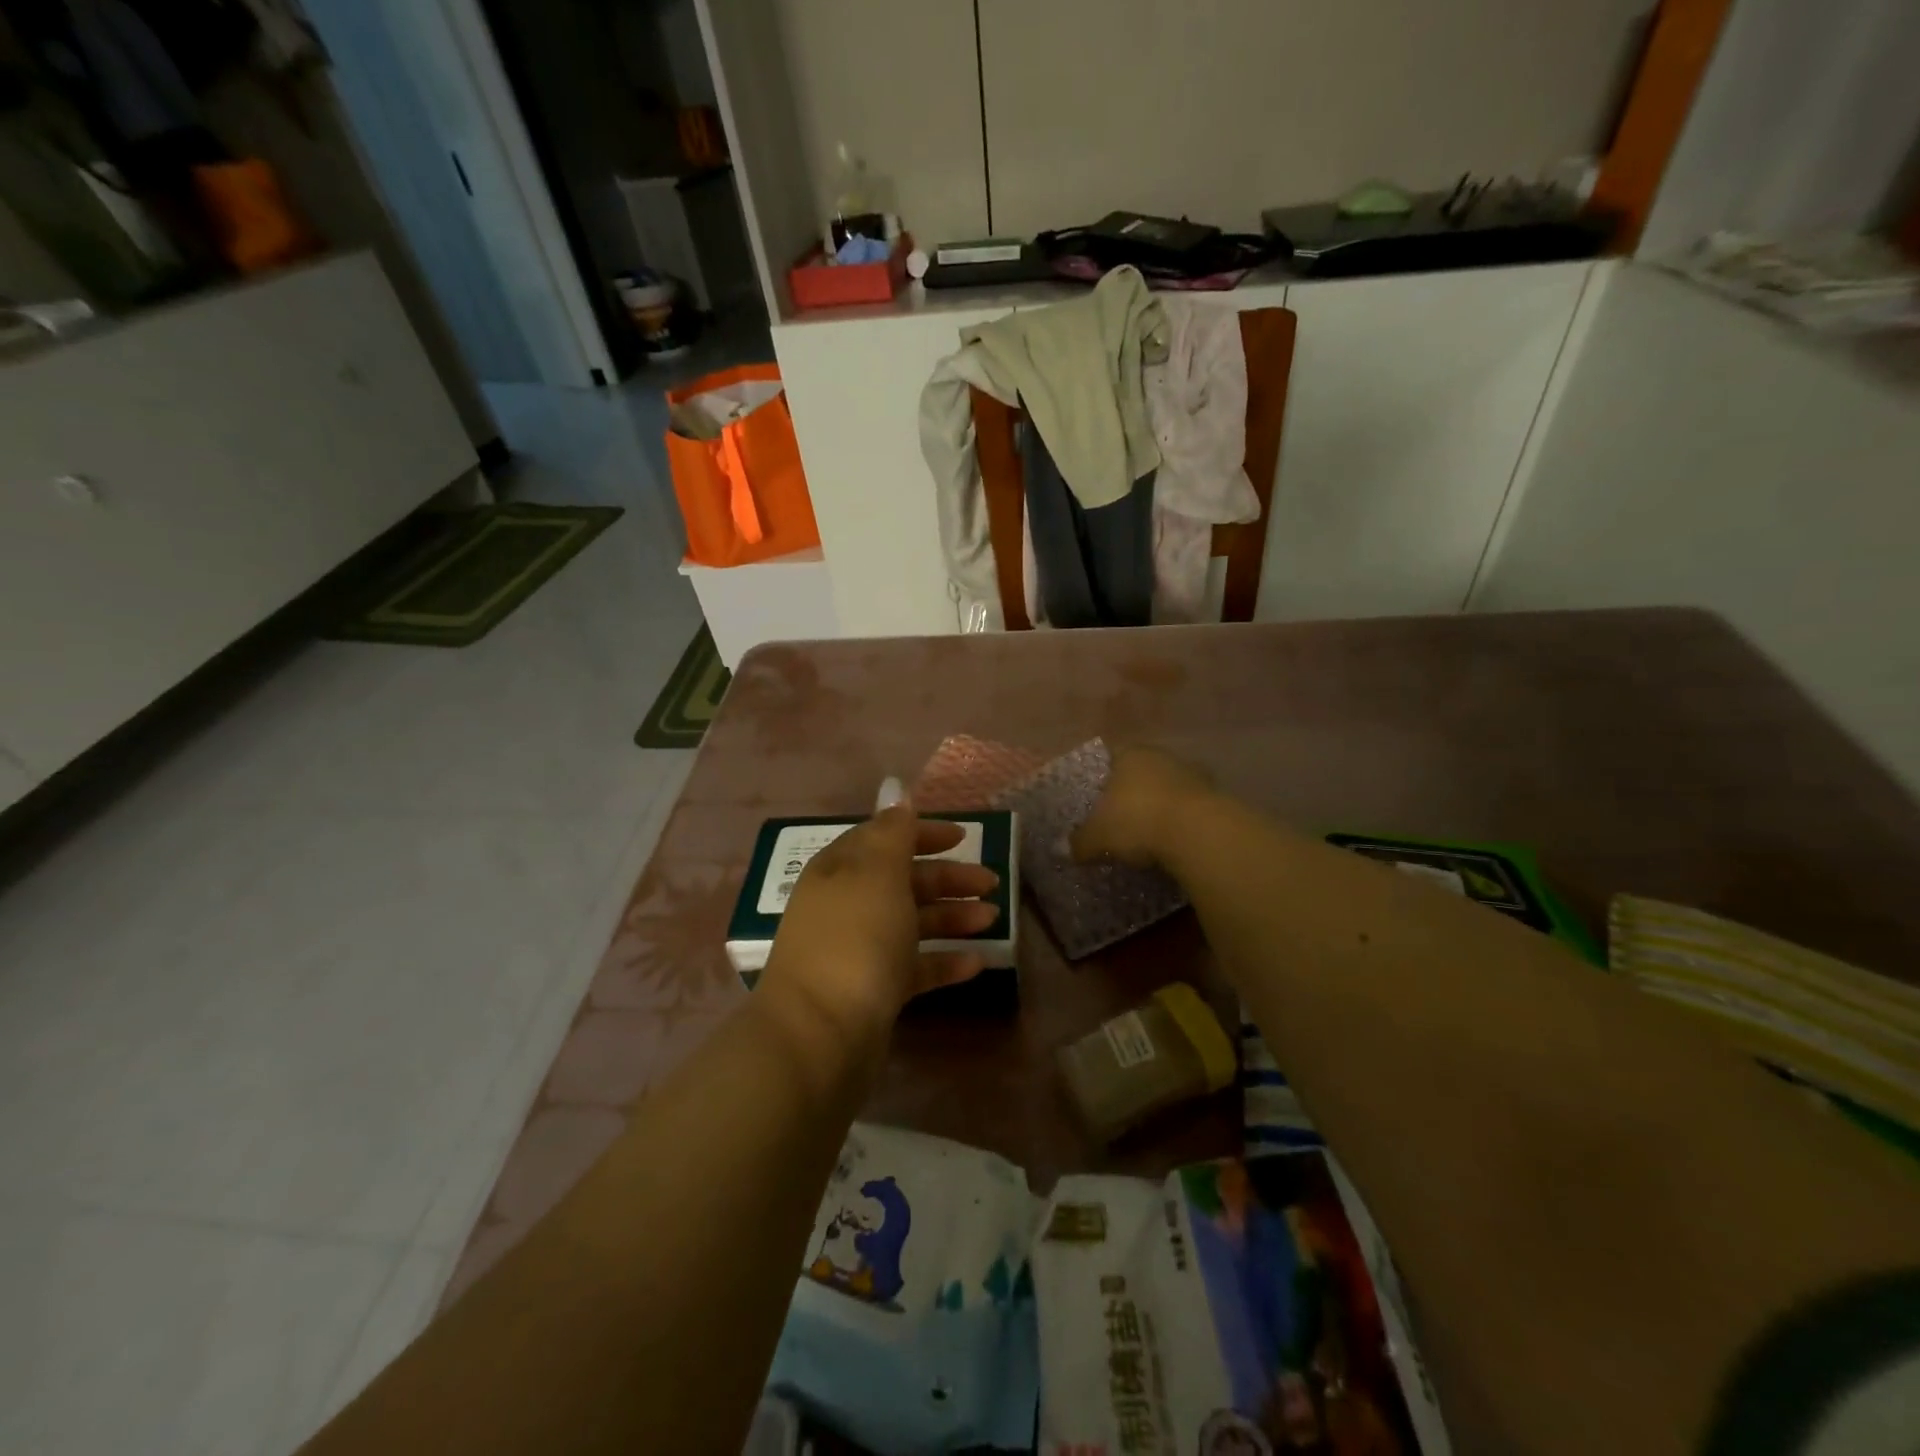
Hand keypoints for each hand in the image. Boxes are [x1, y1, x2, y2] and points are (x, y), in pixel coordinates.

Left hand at [759, 801, 999, 1057]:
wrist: (819, 1034)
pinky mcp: (872, 992)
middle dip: (948, 879)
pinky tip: (979, 963)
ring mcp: (858, 950)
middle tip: (992, 883)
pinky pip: (914, 968)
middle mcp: (847, 905)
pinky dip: (944, 962)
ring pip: (912, 924)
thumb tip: (897, 793)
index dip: (923, 833)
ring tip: (993, 919)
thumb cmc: (854, 939)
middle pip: (904, 881)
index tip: (964, 837)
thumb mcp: (877, 872)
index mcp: (842, 870)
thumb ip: (893, 832)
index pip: (884, 838)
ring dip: (952, 918)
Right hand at [1071, 745, 1215, 867]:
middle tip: (1122, 820)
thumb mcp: (1097, 837)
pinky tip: (1174, 842)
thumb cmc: (1137, 822)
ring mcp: (1193, 774)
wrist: (1197, 833)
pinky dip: (1182, 821)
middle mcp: (1162, 757)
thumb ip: (1079, 842)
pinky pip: (1190, 808)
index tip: (1099, 802)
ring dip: (1161, 806)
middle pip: (1142, 773)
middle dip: (1133, 794)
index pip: (1111, 759)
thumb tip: (1065, 850)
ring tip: (1150, 835)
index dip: (1103, 781)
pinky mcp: (1216, 796)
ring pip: (1169, 788)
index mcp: (1129, 755)